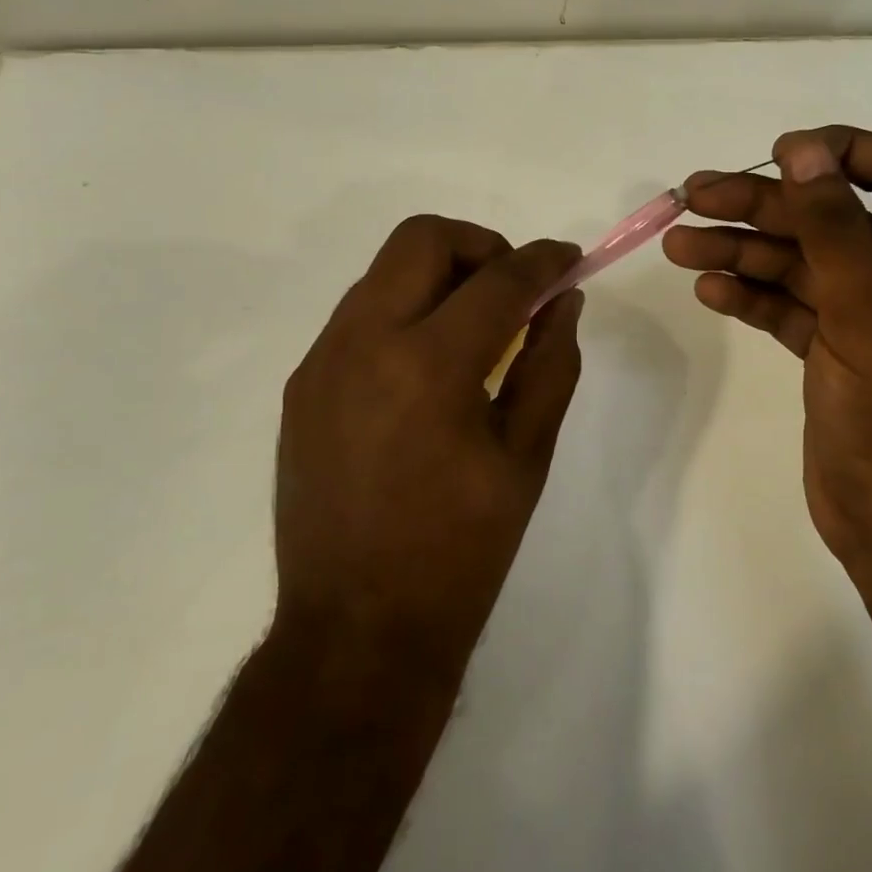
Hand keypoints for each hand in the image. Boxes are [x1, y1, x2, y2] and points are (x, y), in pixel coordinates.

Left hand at [270, 216, 583, 680]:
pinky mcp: (301, 385)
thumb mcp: (526, 456)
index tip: (569, 258)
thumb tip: (564, 301)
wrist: (356, 633)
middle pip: (422, 238)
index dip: (544, 260)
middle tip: (513, 288)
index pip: (499, 280)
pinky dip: (405, 310)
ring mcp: (322, 362)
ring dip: (439, 275)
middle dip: (480, 245)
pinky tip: (427, 366)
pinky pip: (360, 314)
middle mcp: (363, 344)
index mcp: (429, 367)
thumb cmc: (460, 551)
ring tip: (474, 327)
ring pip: (385, 270)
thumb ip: (551, 363)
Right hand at [663, 127, 871, 620]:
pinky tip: (708, 289)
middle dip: (760, 205)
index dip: (835, 152)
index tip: (776, 155)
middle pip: (826, 215)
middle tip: (693, 195)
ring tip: (678, 245)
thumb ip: (832, 227)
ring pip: (796, 260)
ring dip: (739, 249)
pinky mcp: (831, 347)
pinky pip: (785, 304)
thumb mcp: (868, 311)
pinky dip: (748, 294)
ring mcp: (865, 312)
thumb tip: (802, 149)